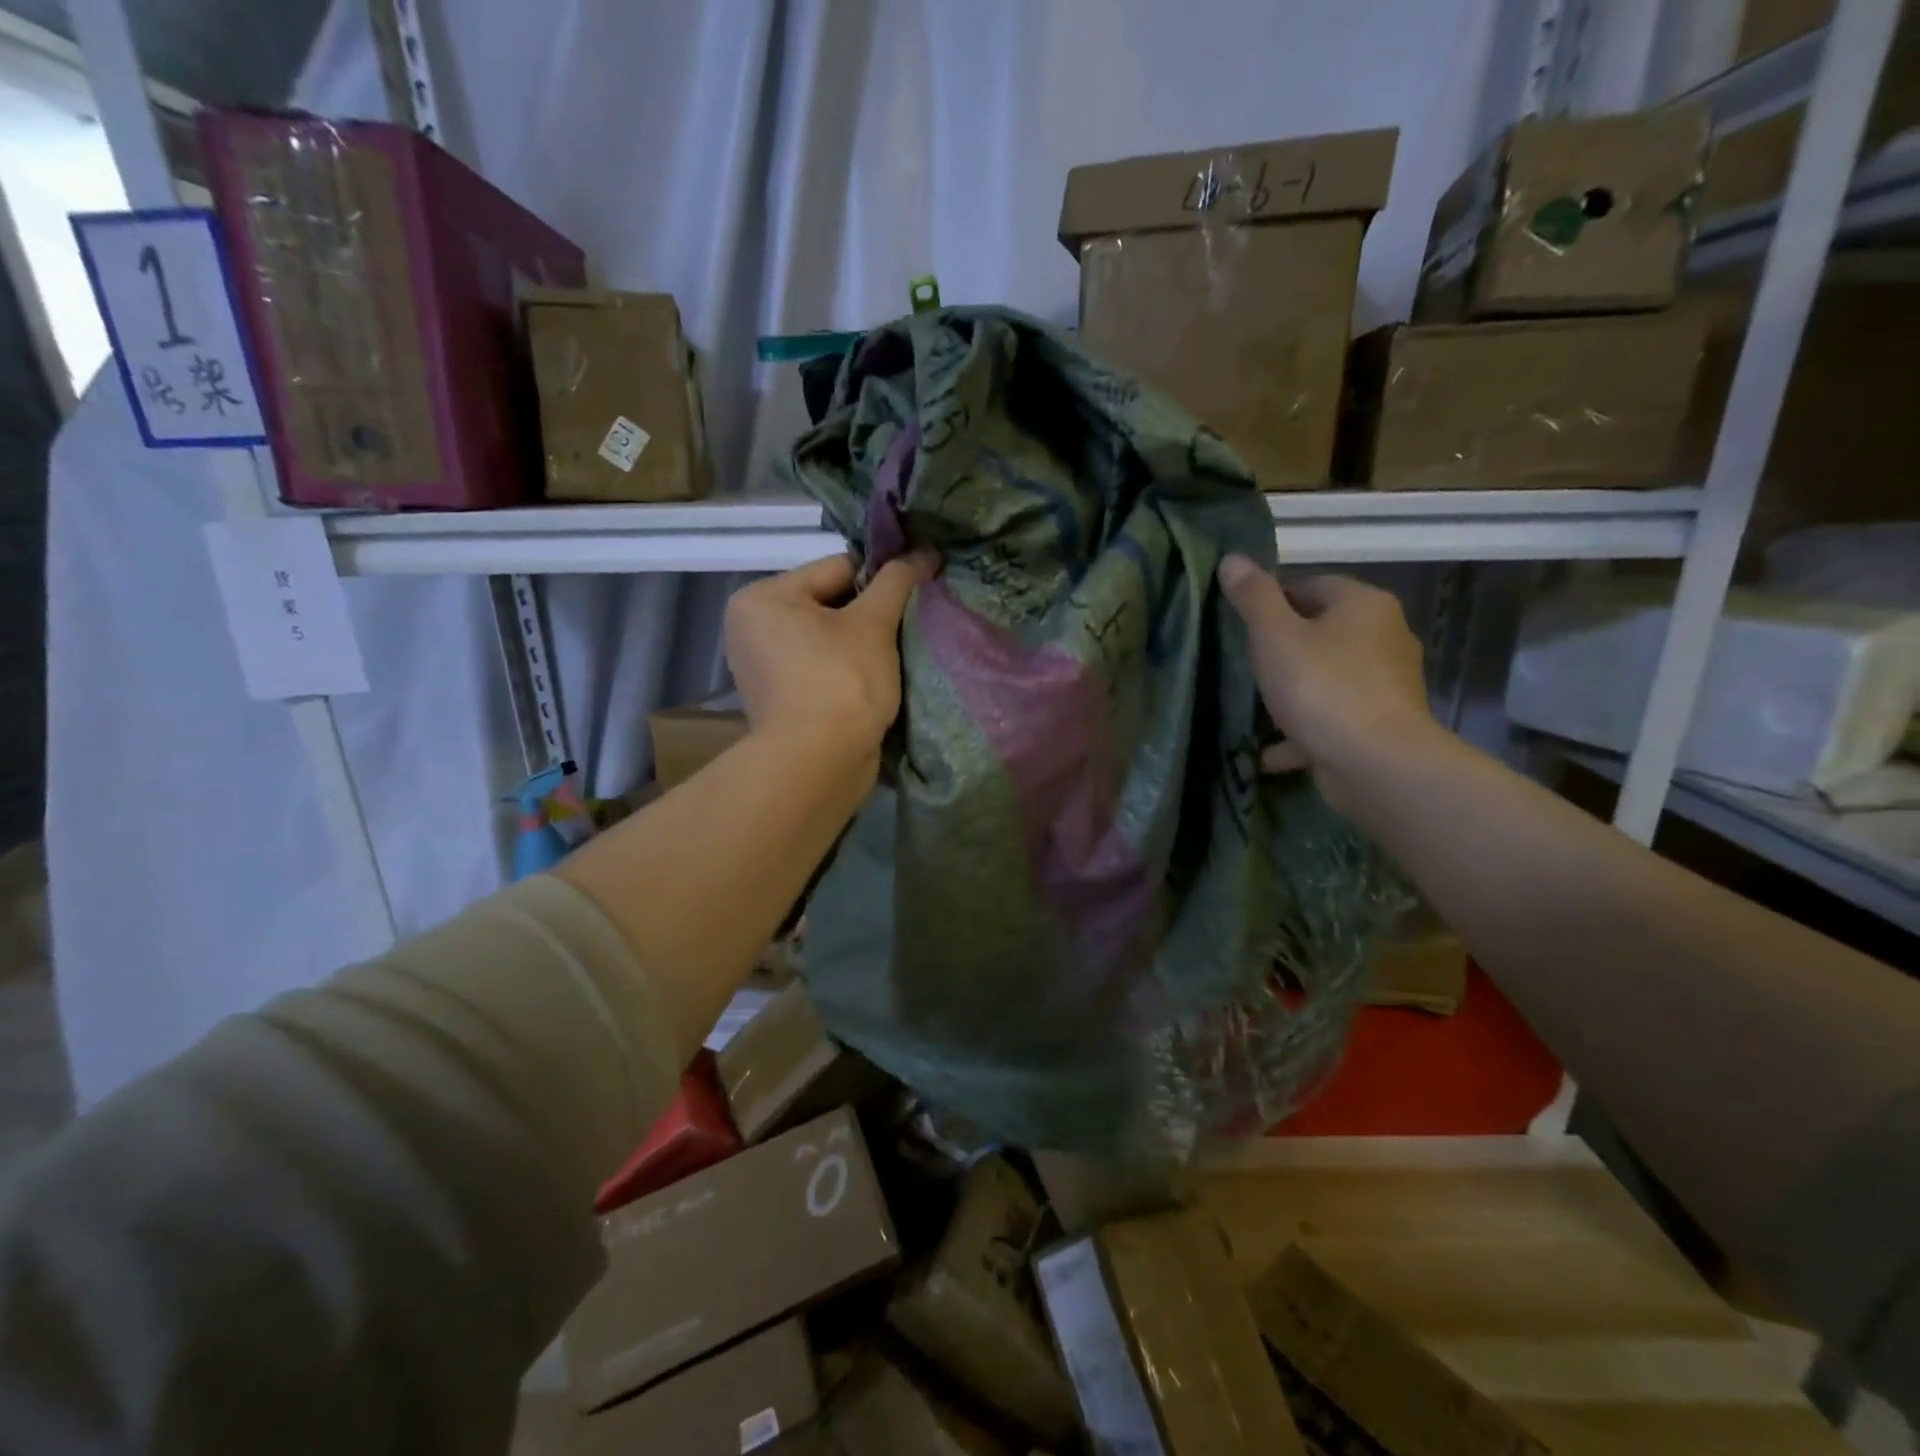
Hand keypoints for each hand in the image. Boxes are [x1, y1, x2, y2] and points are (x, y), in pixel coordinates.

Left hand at [724, 550, 938, 773]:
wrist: (819, 764)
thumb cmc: (842, 681)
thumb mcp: (873, 624)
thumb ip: (897, 581)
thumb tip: (925, 551)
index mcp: (762, 598)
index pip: (837, 568)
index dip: (880, 580)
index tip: (914, 595)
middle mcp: (752, 628)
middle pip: (831, 604)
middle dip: (870, 616)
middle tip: (906, 630)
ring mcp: (764, 668)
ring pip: (829, 639)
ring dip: (862, 645)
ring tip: (894, 657)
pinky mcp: (781, 700)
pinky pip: (823, 669)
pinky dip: (848, 671)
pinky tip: (875, 682)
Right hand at [1217, 555, 1438, 815]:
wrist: (1375, 762)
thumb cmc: (1322, 687)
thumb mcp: (1274, 636)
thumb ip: (1253, 597)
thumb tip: (1232, 558)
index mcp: (1363, 604)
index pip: (1311, 585)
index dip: (1272, 600)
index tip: (1241, 625)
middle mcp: (1384, 636)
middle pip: (1321, 632)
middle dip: (1282, 649)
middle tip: (1244, 666)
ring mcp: (1386, 684)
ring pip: (1327, 678)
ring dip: (1291, 693)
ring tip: (1252, 709)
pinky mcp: (1380, 725)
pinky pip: (1332, 719)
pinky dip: (1302, 732)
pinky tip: (1268, 751)